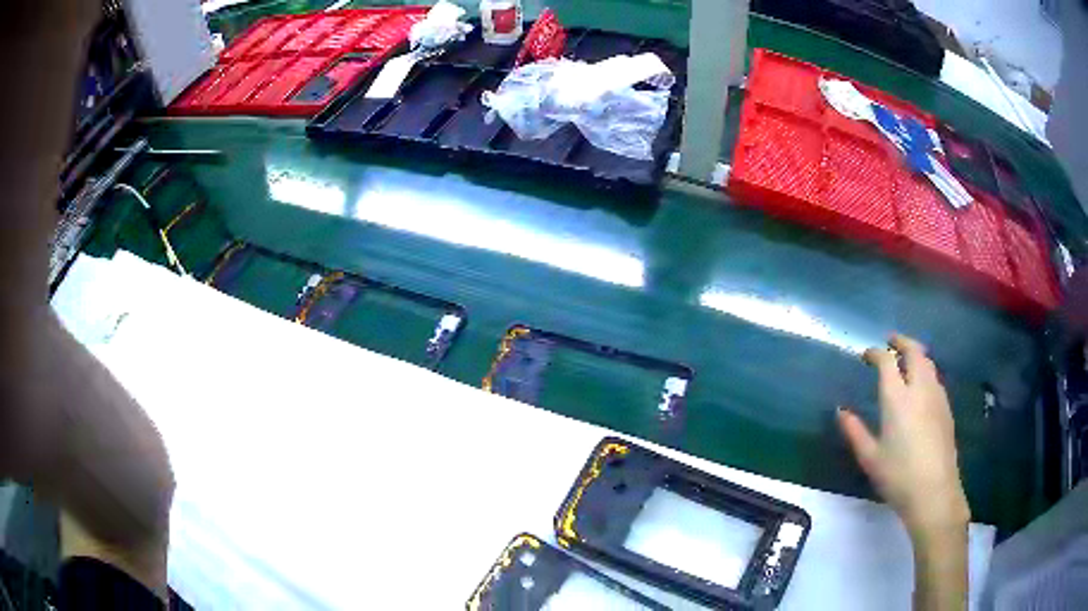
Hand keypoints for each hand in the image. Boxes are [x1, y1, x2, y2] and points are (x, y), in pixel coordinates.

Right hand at [837, 334, 969, 536]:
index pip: (887, 361)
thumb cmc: (898, 476)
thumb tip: (841, 411)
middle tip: (891, 341)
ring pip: (927, 362)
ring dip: (915, 354)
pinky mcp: (946, 407)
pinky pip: (935, 377)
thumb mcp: (870, 457)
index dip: (875, 353)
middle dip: (901, 341)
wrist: (934, 491)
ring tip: (906, 359)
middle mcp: (919, 388)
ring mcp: (936, 396)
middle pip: (914, 351)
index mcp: (897, 398)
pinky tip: (920, 386)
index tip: (866, 355)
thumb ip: (854, 431)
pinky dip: (925, 370)